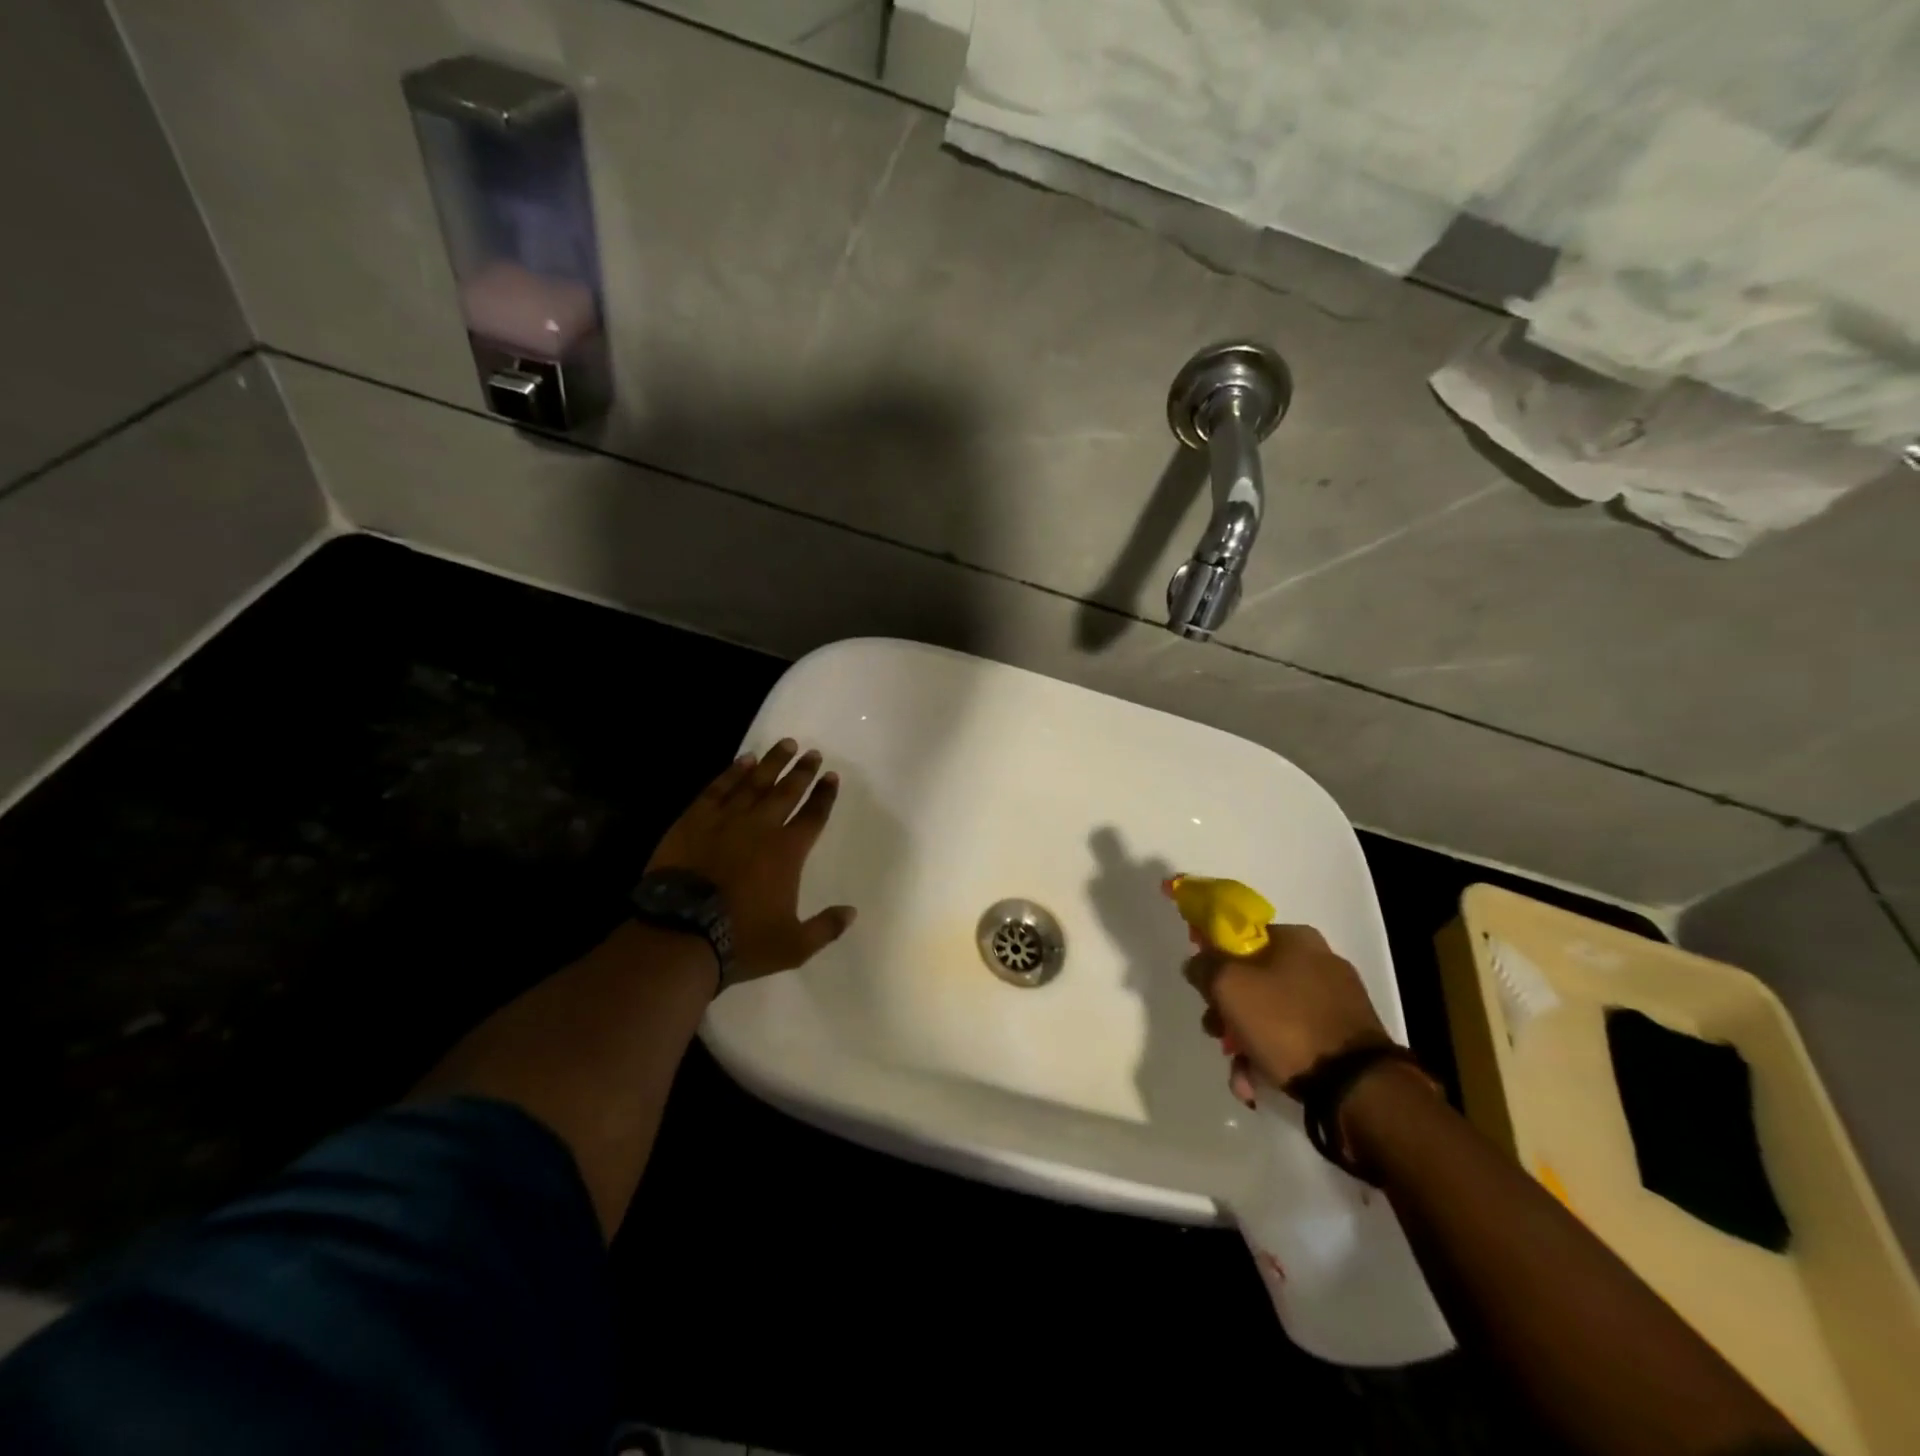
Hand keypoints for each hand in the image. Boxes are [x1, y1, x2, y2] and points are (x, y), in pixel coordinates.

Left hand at [647, 739, 856, 985]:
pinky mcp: (694, 821)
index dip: (824, 795)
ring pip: (754, 783)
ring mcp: (725, 821)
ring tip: (785, 744)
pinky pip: (717, 789)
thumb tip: (852, 913)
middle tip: (813, 752)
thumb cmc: (741, 940)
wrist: (680, 934)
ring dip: (771, 763)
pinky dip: (731, 773)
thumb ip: (825, 927)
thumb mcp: (793, 945)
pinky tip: (742, 760)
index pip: (813, 816)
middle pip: (787, 791)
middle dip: (802, 771)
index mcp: (788, 852)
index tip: (832, 776)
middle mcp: (761, 828)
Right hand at [1184, 924, 1389, 1103]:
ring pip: (1272, 1015)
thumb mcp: (1229, 986)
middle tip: (1217, 1035)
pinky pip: (1296, 1039)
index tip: (1205, 990)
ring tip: (1239, 1076)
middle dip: (1229, 1012)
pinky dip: (1274, 1059)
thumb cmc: (1286, 1023)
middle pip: (1254, 980)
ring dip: (1247, 1043)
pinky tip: (1259, 1085)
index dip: (1216, 961)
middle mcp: (1320, 962)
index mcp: (1297, 938)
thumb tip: (1197, 964)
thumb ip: (1204, 966)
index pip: (1242, 938)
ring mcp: (1337, 1002)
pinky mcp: (1347, 1038)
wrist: (1357, 1087)